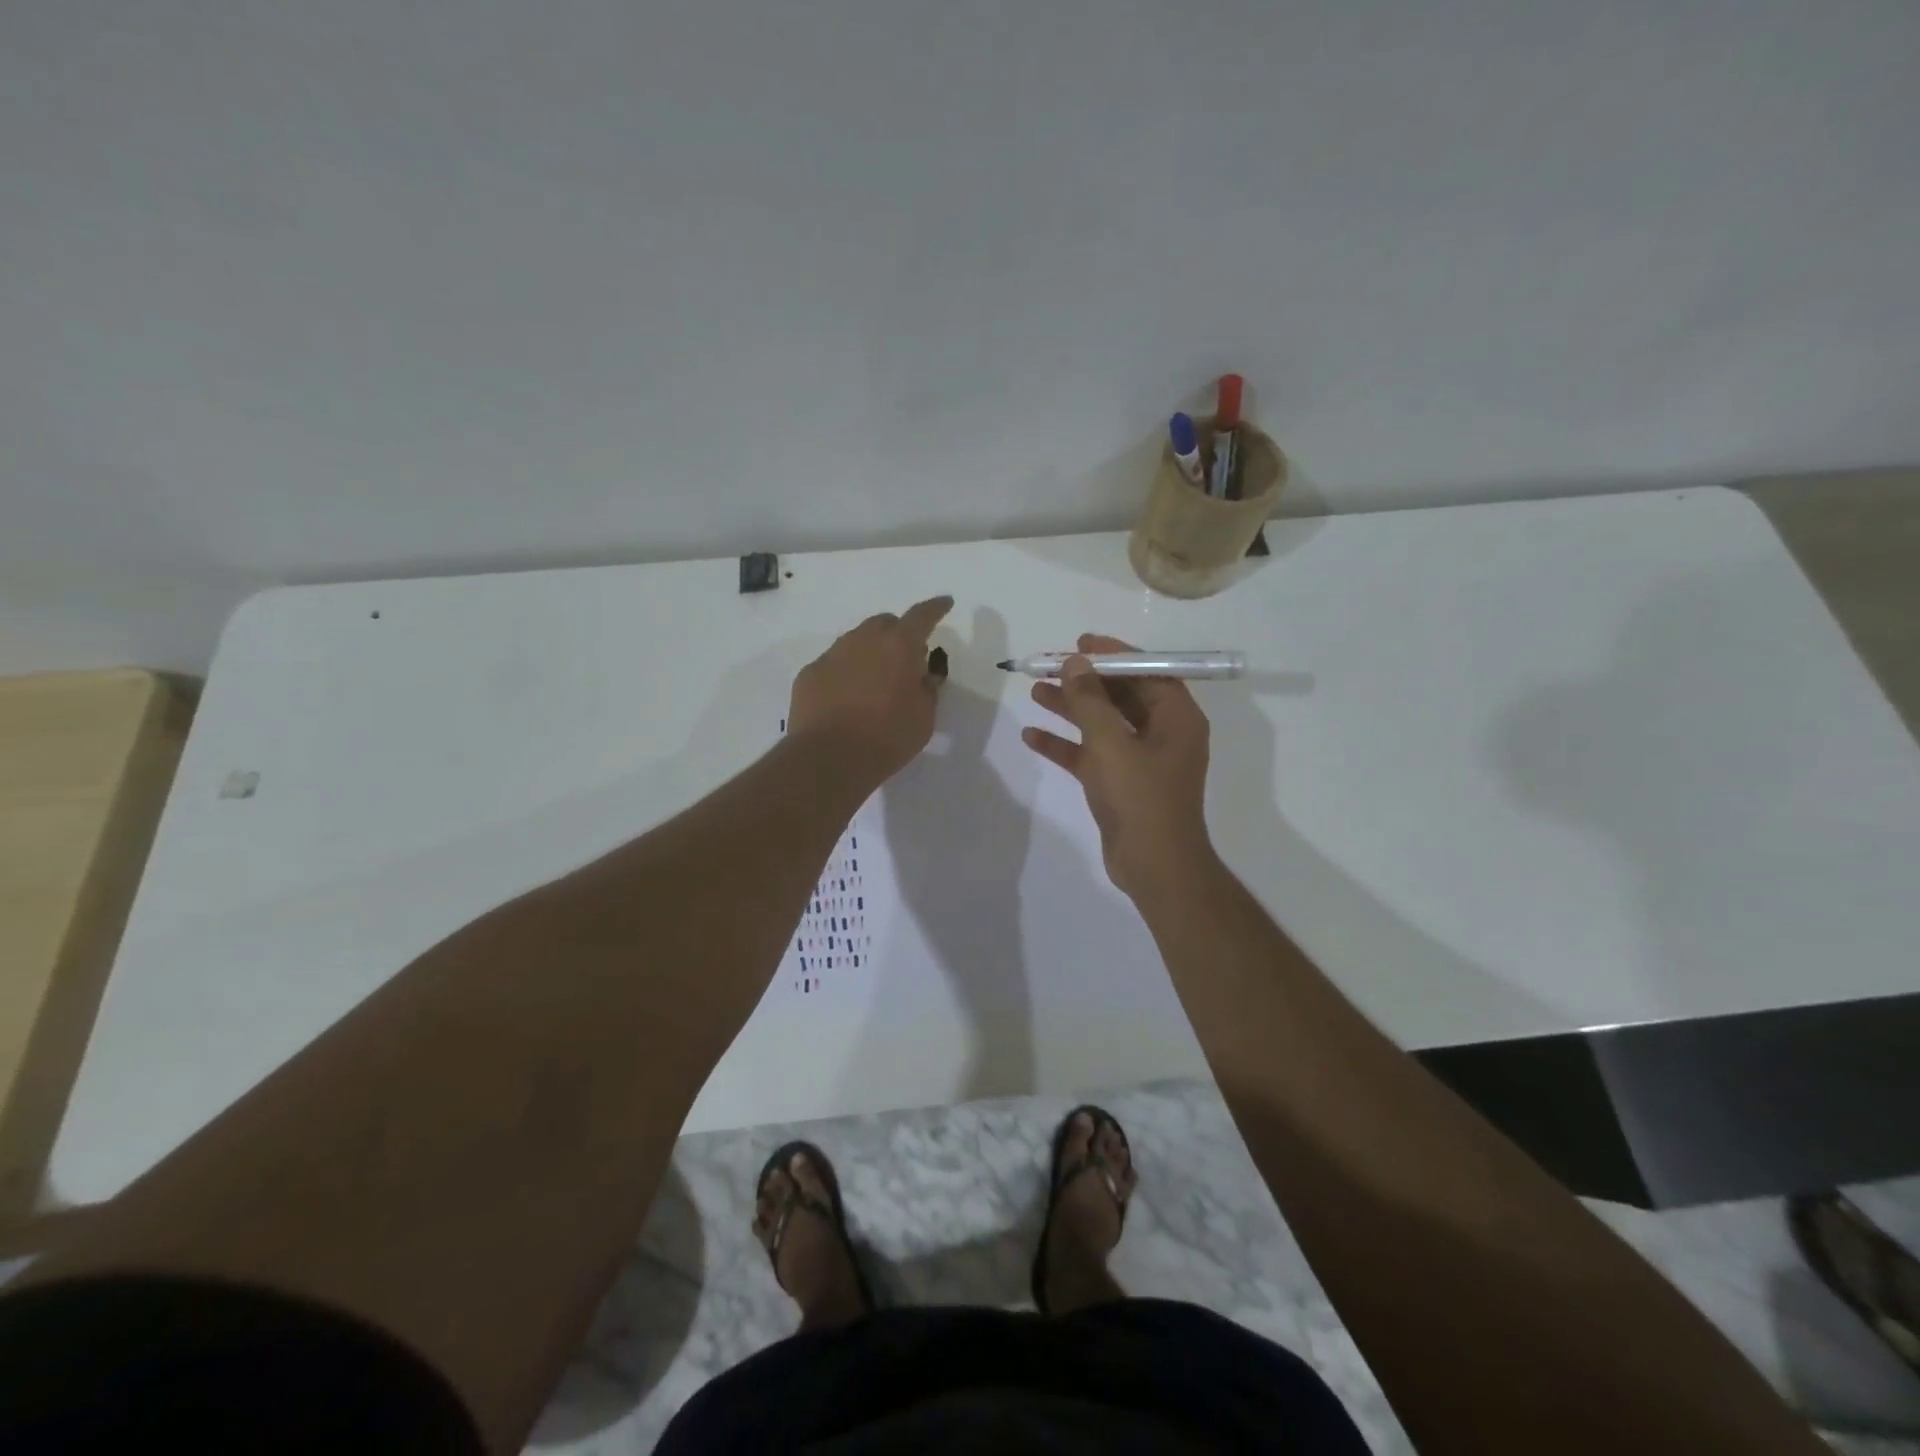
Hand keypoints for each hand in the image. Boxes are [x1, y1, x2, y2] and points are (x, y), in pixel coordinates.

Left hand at [789, 596, 953, 786]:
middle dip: (898, 633)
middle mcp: (863, 640)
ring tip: (875, 680)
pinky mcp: (810, 673)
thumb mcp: (924, 718)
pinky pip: (833, 663)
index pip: (922, 616)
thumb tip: (923, 675)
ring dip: (870, 651)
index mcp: (899, 646)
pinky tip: (846, 697)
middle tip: (906, 658)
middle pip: (884, 623)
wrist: (828, 758)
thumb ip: (927, 689)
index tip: (944, 603)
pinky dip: (845, 672)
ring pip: (856, 640)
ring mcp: (832, 655)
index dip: (935, 608)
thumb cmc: (887, 738)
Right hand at [1022, 633, 1213, 898]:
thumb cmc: (1140, 798)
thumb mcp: (1111, 743)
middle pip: (1121, 695)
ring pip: (1103, 724)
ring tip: (1034, 692)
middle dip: (1084, 681)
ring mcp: (1142, 761)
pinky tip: (1032, 736)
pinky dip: (1066, 745)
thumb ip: (1090, 700)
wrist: (1153, 866)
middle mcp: (1163, 734)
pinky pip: (1092, 754)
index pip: (1146, 672)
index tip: (1080, 644)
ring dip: (1070, 709)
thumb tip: (1075, 662)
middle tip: (1048, 666)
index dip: (1113, 654)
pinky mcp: (1122, 784)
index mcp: (1176, 718)